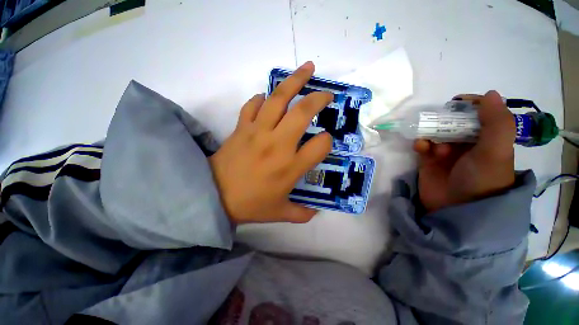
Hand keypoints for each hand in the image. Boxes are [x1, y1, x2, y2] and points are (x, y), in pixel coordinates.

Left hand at [209, 62, 332, 223]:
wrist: (213, 197)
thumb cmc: (250, 205)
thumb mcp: (279, 213)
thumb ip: (301, 214)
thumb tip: (315, 213)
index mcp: (290, 167)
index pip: (320, 145)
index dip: (327, 141)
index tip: (324, 142)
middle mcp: (278, 145)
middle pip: (303, 113)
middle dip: (318, 99)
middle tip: (327, 94)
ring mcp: (258, 132)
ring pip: (278, 100)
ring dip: (294, 82)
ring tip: (306, 70)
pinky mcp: (241, 128)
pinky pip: (253, 106)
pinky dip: (261, 99)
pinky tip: (267, 97)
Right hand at [414, 91, 515, 211]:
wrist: (456, 209)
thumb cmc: (481, 179)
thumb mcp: (496, 151)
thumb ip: (497, 122)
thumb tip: (490, 92)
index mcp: (488, 139)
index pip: (481, 115)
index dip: (470, 105)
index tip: (458, 102)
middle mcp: (468, 144)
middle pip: (455, 121)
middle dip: (446, 118)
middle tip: (438, 120)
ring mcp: (446, 152)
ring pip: (436, 132)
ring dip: (431, 132)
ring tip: (431, 143)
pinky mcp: (428, 160)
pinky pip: (423, 146)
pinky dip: (420, 143)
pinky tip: (420, 147)